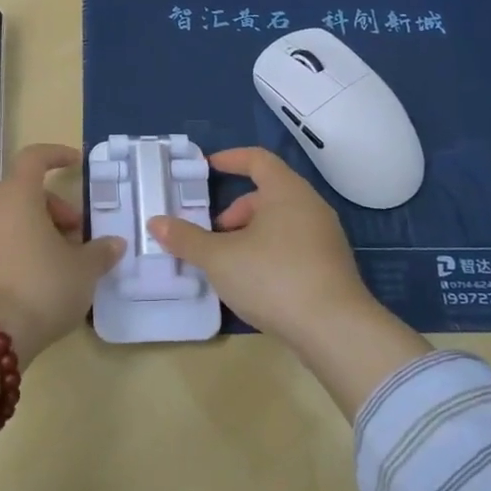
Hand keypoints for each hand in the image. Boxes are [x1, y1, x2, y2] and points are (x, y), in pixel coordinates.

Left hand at [0, 143, 123, 365]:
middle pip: (24, 191)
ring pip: (11, 217)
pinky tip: (40, 277)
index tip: (77, 163)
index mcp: (17, 195)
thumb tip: (114, 243)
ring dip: (38, 229)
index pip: (34, 158)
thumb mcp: (83, 270)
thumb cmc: (41, 287)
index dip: (56, 155)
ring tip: (63, 260)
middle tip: (78, 233)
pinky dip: (20, 246)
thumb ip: (100, 252)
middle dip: (55, 206)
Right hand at [147, 147, 377, 347]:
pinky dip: (269, 251)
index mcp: (287, 192)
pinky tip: (254, 282)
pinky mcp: (331, 266)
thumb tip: (155, 222)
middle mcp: (310, 206)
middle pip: (268, 192)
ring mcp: (325, 237)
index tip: (207, 167)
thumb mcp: (220, 259)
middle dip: (236, 209)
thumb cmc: (274, 278)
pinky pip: (294, 244)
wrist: (335, 330)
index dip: (231, 159)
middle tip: (213, 233)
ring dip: (251, 233)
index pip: (258, 160)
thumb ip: (186, 239)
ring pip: (281, 221)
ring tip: (229, 262)